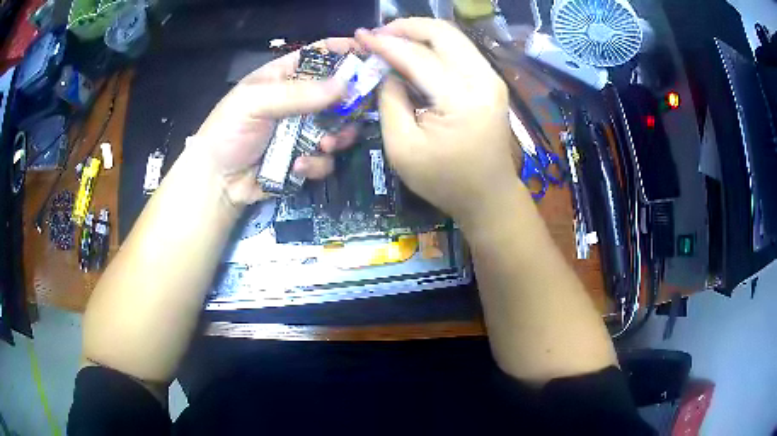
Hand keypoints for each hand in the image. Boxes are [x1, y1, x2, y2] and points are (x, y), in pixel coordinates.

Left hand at [193, 39, 359, 204]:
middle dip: (350, 102)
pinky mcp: (306, 158)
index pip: (320, 54)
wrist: (217, 183)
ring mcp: (304, 130)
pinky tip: (297, 166)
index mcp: (284, 76)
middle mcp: (299, 100)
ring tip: (324, 145)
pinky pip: (327, 158)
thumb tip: (345, 85)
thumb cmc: (228, 132)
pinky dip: (317, 163)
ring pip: (340, 127)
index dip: (345, 51)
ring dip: (337, 137)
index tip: (372, 56)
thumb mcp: (254, 103)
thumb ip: (297, 93)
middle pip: (339, 92)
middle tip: (357, 111)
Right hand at [356, 19, 519, 222]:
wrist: (489, 197)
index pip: (417, 56)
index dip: (384, 43)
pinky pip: (460, 50)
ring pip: (453, 37)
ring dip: (420, 33)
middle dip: (406, 27)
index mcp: (461, 99)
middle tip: (378, 35)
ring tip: (392, 41)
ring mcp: (491, 78)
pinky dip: (435, 45)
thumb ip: (390, 102)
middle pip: (443, 32)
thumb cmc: (445, 181)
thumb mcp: (402, 148)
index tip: (359, 35)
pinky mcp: (491, 82)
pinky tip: (414, 53)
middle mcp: (483, 79)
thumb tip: (385, 70)